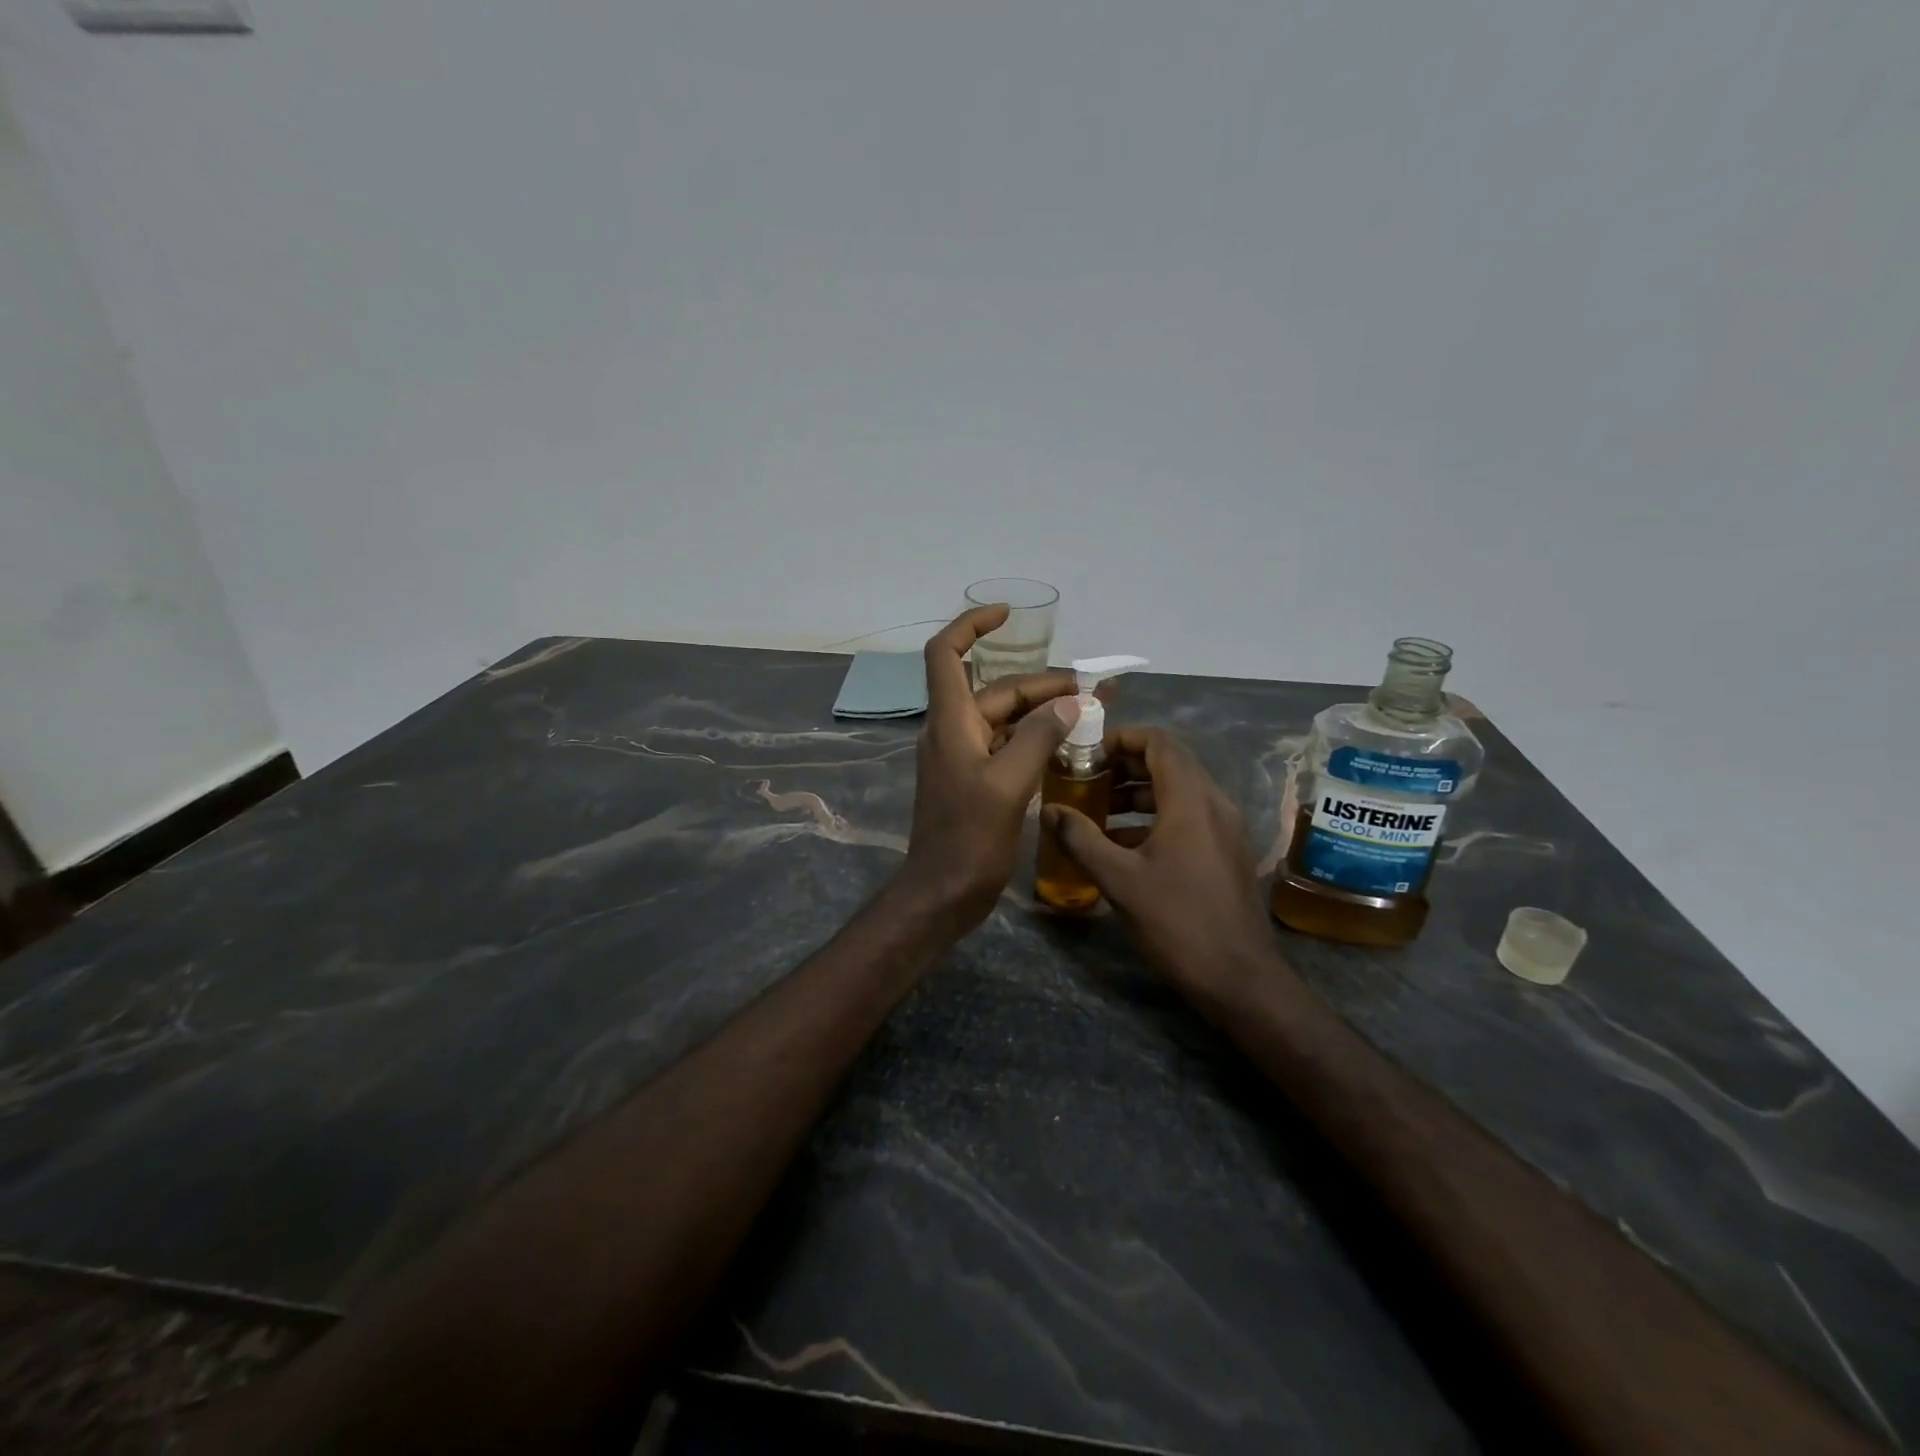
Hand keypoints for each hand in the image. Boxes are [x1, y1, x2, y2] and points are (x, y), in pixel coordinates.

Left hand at [899, 606, 1080, 924]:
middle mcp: (953, 731)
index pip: (945, 654)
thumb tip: (1071, 704)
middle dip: (1044, 685)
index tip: (1007, 616)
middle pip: (997, 691)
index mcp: (951, 722)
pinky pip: (1008, 746)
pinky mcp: (976, 781)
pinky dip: (1037, 740)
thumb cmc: (969, 839)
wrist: (943, 892)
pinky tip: (1070, 746)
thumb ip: (1039, 738)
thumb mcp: (1008, 784)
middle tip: (1097, 690)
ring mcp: (964, 757)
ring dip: (1045, 713)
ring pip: (1007, 720)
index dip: (971, 626)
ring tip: (1094, 713)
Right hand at [1043, 727, 1277, 996]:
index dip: (1121, 738)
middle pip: (1169, 763)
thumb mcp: (1120, 880)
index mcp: (1191, 800)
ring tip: (1098, 812)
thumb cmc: (1178, 921)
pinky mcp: (1226, 851)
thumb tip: (1049, 810)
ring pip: (1178, 791)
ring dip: (1138, 793)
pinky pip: (1188, 816)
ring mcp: (1225, 828)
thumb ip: (1081, 839)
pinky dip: (1154, 817)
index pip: (1159, 742)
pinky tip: (1123, 844)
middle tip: (1086, 780)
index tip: (1087, 753)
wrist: (1240, 979)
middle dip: (1124, 766)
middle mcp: (1214, 803)